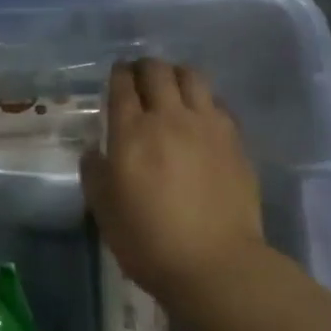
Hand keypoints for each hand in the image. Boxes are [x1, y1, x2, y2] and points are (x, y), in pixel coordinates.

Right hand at [81, 59, 265, 302]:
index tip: (116, 75)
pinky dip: (204, 100)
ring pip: (193, 77)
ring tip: (173, 88)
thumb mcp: (104, 210)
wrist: (214, 263)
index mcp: (132, 132)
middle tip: (140, 77)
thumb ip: (95, 173)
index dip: (118, 74)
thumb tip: (95, 151)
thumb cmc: (148, 240)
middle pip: (158, 71)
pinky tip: (201, 117)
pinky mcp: (235, 140)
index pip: (123, 85)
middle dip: (145, 67)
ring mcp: (208, 126)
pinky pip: (218, 103)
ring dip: (178, 75)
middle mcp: (170, 117)